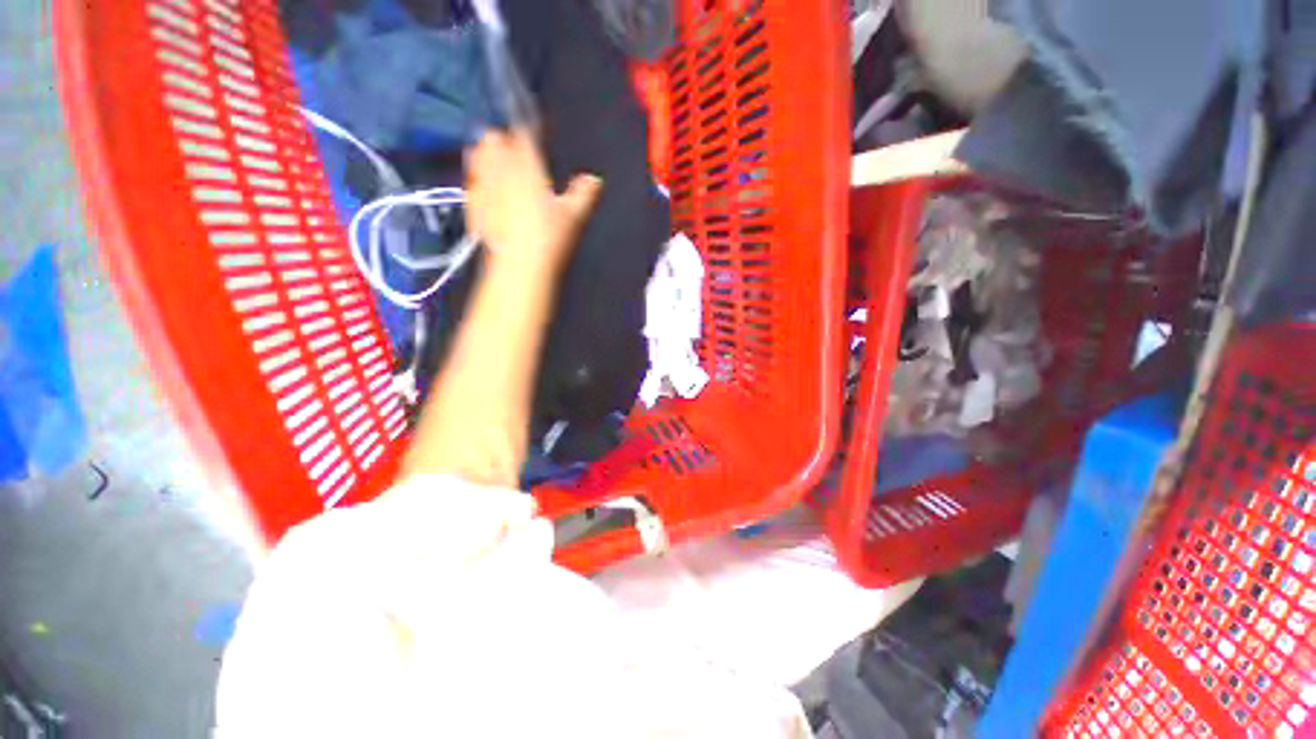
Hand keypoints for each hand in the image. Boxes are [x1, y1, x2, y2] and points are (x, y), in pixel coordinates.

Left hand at [465, 129, 602, 273]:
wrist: (518, 267)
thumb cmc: (547, 238)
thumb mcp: (573, 216)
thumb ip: (583, 193)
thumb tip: (594, 180)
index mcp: (526, 165)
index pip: (524, 132)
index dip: (529, 128)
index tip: (534, 130)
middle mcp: (499, 169)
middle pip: (493, 138)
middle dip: (503, 140)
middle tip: (514, 151)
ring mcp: (481, 186)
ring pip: (475, 155)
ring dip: (485, 155)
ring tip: (496, 166)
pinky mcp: (470, 205)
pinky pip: (470, 183)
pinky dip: (477, 181)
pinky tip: (487, 194)